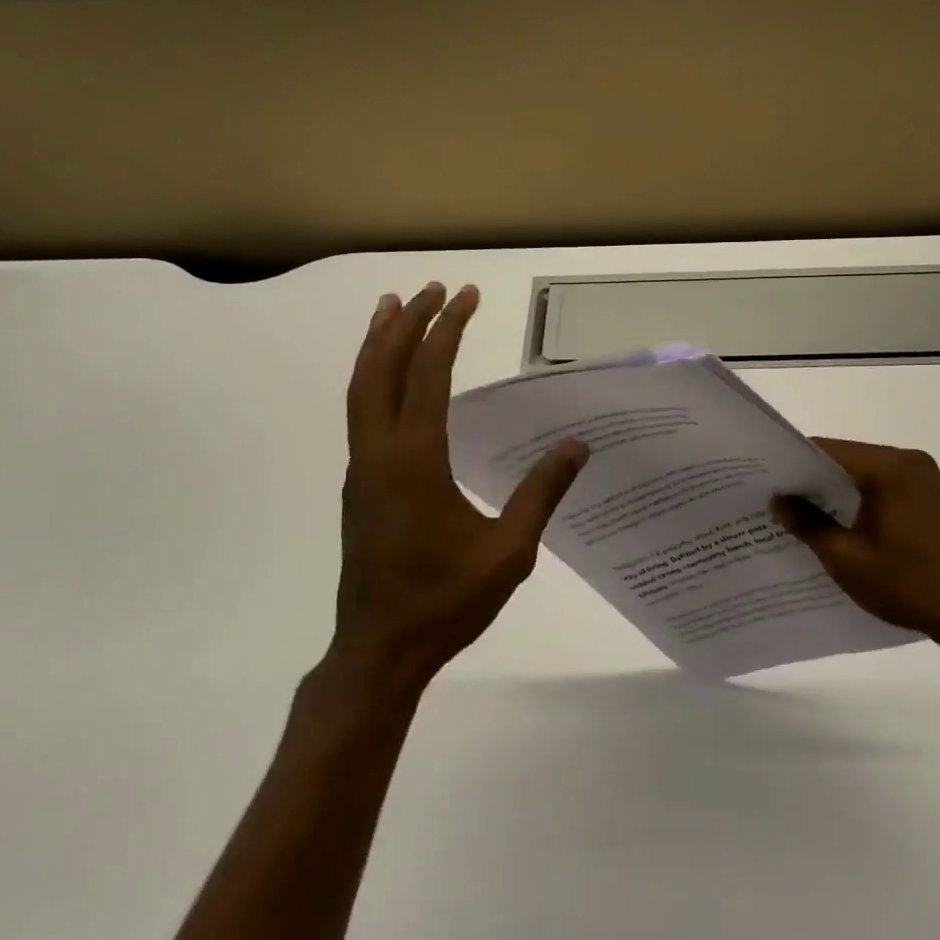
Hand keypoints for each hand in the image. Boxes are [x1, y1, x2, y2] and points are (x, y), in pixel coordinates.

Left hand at [331, 282, 588, 689]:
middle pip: (382, 370)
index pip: (428, 376)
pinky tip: (391, 379)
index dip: (446, 331)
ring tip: (393, 309)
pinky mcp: (360, 486)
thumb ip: (541, 493)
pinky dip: (373, 378)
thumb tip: (578, 445)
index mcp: (414, 461)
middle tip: (431, 289)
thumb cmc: (445, 601)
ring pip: (361, 390)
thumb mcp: (509, 551)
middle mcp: (380, 454)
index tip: (465, 296)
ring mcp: (363, 469)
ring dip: (378, 345)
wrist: (379, 650)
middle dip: (406, 324)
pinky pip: (362, 413)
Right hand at [773, 439, 939, 648]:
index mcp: (890, 468)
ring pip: (862, 474)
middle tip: (773, 497)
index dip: (793, 463)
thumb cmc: (907, 584)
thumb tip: (777, 500)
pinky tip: (834, 522)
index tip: (763, 479)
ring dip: (833, 491)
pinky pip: (881, 487)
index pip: (828, 450)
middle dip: (811, 478)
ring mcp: (923, 479)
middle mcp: (909, 462)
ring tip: (796, 511)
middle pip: (846, 459)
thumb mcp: (846, 558)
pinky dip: (856, 500)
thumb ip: (808, 523)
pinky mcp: (929, 497)